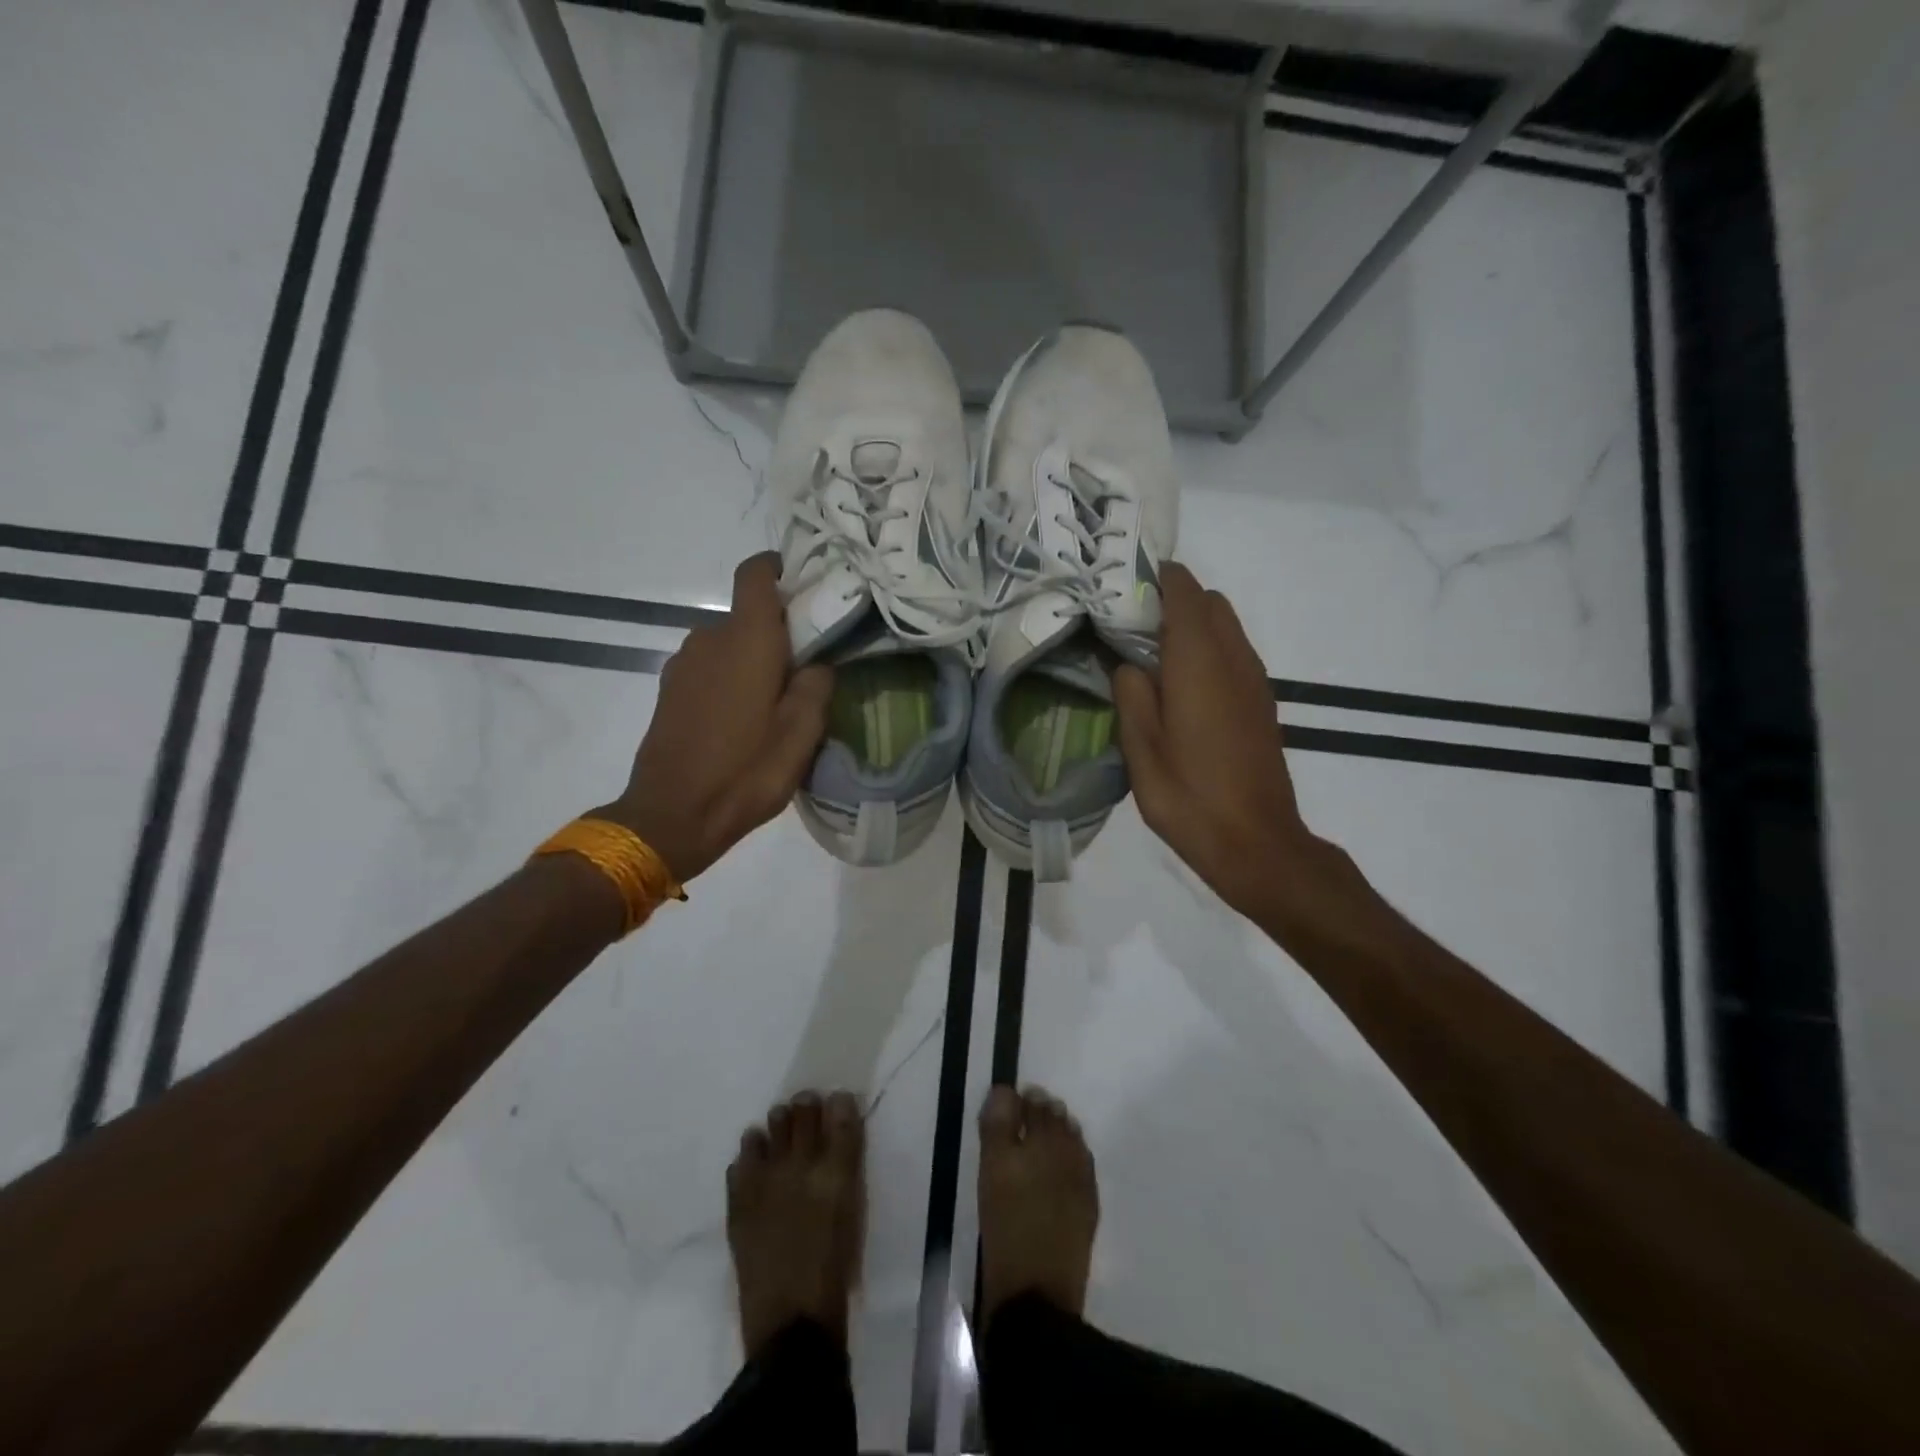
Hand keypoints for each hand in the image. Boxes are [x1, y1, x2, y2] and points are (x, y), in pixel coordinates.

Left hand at [597, 554, 832, 882]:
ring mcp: (683, 664)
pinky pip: (709, 667)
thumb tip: (817, 663)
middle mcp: (709, 638)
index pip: (755, 574)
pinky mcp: (669, 690)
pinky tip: (743, 719)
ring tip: (775, 701)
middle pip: (748, 615)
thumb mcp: (801, 734)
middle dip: (778, 631)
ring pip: (729, 643)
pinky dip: (731, 678)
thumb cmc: (745, 772)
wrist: (672, 816)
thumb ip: (816, 686)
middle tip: (808, 667)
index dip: (778, 568)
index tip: (804, 587)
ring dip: (753, 659)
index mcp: (746, 640)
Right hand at [1113, 563, 1320, 921]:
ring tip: (1149, 655)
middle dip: (1172, 599)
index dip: (1155, 577)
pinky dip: (1206, 649)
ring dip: (1191, 625)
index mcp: (1200, 662)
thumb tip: (1128, 663)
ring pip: (1225, 626)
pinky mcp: (1261, 702)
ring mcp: (1254, 680)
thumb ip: (1131, 693)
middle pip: (1209, 602)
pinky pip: (1233, 653)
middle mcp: (1234, 659)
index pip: (1184, 591)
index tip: (1120, 586)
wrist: (1256, 843)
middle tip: (1128, 625)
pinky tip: (1179, 686)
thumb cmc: (1190, 796)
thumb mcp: (1141, 749)